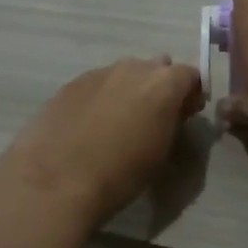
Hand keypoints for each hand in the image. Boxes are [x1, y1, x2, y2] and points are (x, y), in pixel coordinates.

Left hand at [0, 56, 204, 227]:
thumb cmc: (120, 174)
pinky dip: (101, 98)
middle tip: (153, 117)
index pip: (189, 75)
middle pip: (156, 68)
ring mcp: (99, 72)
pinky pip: (97, 84)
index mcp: (163, 84)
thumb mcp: (161, 152)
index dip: (189, 94)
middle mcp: (133, 68)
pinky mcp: (71, 84)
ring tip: (118, 122)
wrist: (57, 180)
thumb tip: (172, 112)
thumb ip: (171, 122)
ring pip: (124, 74)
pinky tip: (90, 124)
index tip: (185, 115)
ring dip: (128, 90)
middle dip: (159, 87)